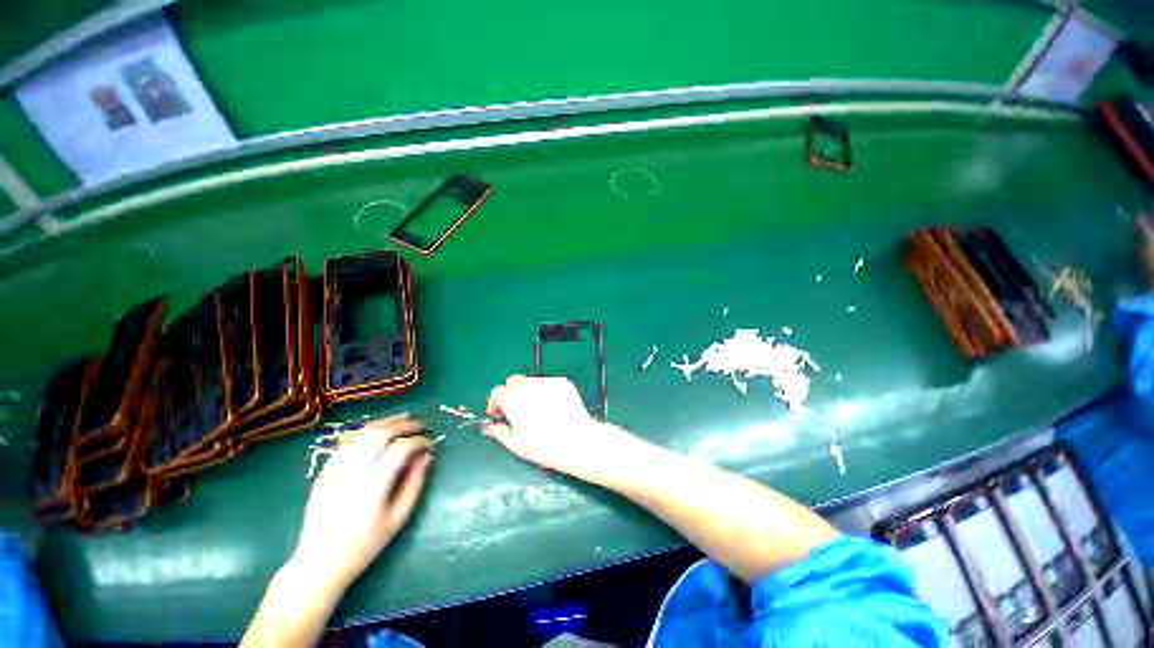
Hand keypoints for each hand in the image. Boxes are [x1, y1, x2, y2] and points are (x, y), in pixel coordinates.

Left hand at [288, 415, 433, 593]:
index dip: (420, 441)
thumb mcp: (398, 517)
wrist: (319, 562)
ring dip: (386, 422)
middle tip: (420, 426)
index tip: (430, 444)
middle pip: (382, 433)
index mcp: (375, 482)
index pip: (402, 447)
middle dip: (405, 425)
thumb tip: (427, 456)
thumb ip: (415, 483)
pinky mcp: (325, 471)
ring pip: (364, 433)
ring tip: (403, 419)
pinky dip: (367, 432)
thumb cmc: (365, 544)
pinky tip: (378, 432)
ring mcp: (336, 468)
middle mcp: (354, 469)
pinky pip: (349, 442)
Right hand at [484, 375, 642, 484]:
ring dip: (529, 391)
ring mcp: (547, 381)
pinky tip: (552, 407)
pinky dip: (546, 391)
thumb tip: (491, 427)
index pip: (497, 392)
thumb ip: (499, 432)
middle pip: (513, 382)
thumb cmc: (544, 446)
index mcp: (512, 398)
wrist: (576, 440)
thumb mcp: (515, 444)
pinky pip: (549, 383)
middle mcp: (528, 385)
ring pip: (531, 381)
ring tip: (537, 410)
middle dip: (511, 393)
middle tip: (516, 410)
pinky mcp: (562, 382)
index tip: (499, 413)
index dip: (495, 403)